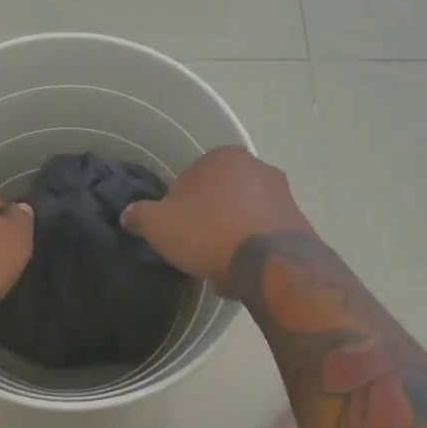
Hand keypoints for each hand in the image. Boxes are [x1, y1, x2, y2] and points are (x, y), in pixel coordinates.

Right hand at [120, 147, 311, 290]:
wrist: (271, 264)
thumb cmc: (209, 233)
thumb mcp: (159, 225)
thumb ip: (139, 215)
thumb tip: (128, 214)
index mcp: (222, 157)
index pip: (188, 178)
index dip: (177, 206)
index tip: (175, 229)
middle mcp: (256, 166)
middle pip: (218, 194)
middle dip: (207, 217)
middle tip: (195, 246)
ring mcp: (282, 192)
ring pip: (242, 213)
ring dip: (230, 233)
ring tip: (218, 264)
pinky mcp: (298, 220)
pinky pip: (263, 232)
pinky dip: (251, 246)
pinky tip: (241, 269)